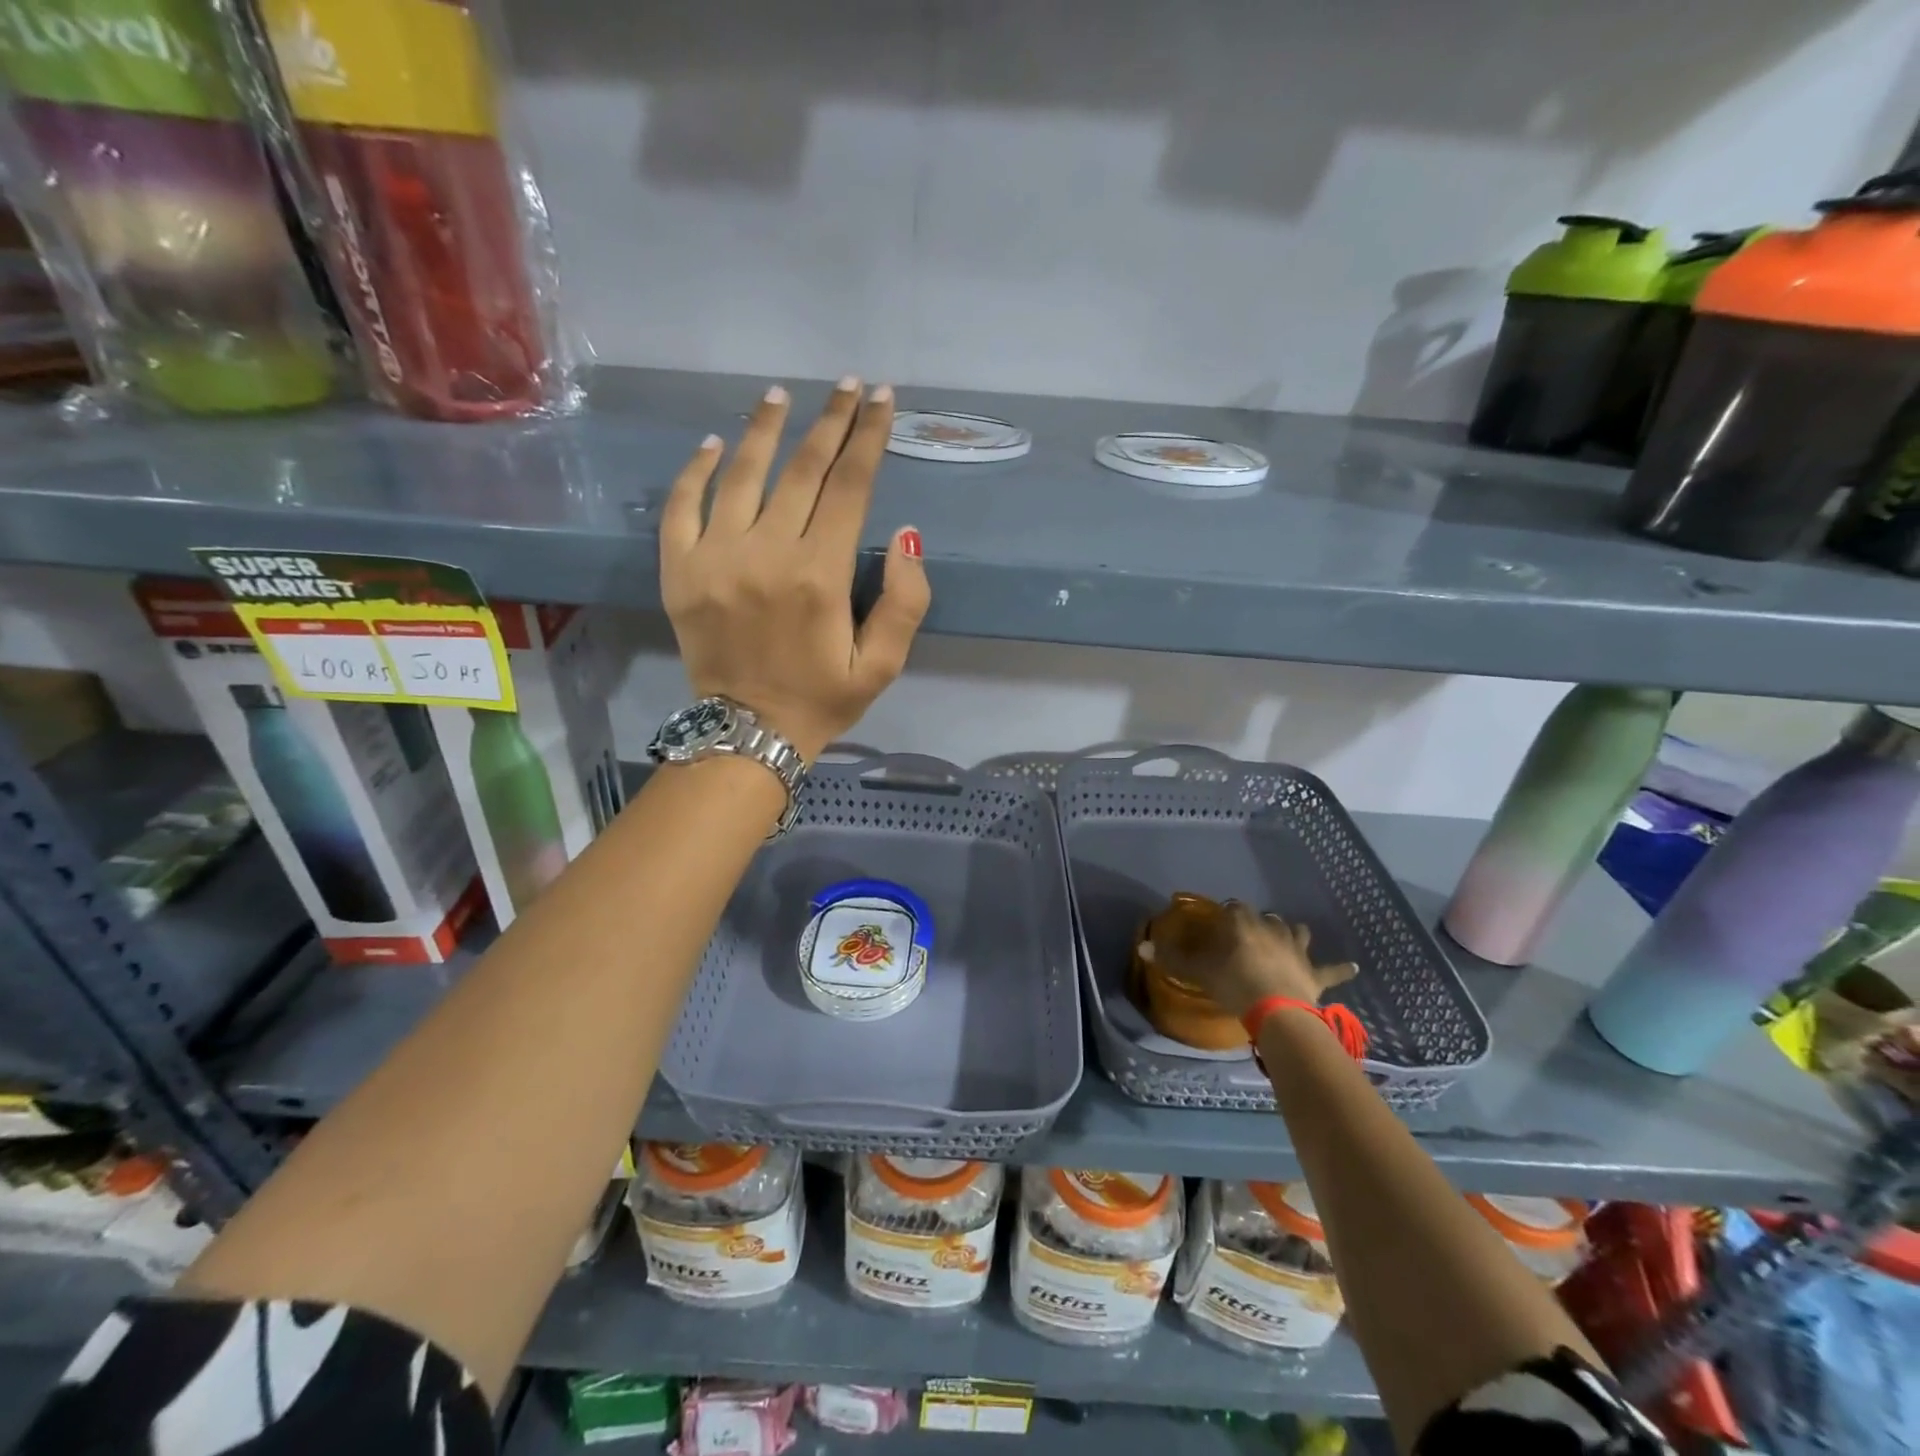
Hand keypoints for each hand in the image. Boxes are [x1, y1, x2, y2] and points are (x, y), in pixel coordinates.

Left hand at [660, 380, 930, 760]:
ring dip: (764, 429)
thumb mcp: (882, 666)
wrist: (747, 734)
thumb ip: (905, 603)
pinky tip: (715, 444)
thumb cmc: (822, 700)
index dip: (869, 437)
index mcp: (819, 575)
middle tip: (847, 385)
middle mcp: (766, 553)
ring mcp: (715, 558)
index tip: (881, 400)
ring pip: (742, 474)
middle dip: (830, 421)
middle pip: (802, 469)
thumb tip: (906, 535)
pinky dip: (697, 470)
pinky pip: (682, 506)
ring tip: (781, 395)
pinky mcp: (679, 570)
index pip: (850, 487)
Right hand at [1143, 899, 1357, 1019]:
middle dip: (1258, 922)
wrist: (1277, 1012)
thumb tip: (1140, 948)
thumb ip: (1171, 959)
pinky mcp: (1315, 973)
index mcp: (1243, 924)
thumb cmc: (1234, 984)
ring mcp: (1296, 950)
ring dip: (1293, 933)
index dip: (1226, 913)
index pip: (1233, 908)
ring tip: (1289, 936)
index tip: (1219, 923)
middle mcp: (1272, 929)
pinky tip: (1355, 967)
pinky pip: (1332, 969)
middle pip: (1266, 917)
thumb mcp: (1198, 972)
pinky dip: (1342, 969)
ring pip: (1297, 932)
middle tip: (1248, 933)